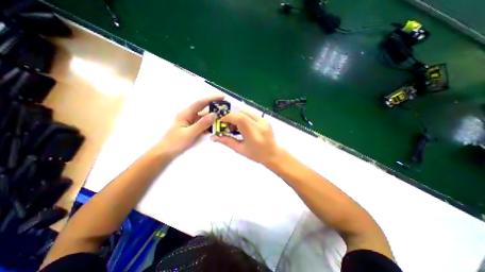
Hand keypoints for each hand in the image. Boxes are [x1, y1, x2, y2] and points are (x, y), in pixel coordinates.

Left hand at [156, 96, 223, 158]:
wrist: (165, 153)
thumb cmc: (174, 143)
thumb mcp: (189, 133)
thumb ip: (202, 124)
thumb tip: (215, 114)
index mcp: (186, 113)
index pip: (200, 103)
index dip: (212, 99)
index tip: (222, 97)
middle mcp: (189, 115)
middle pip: (203, 109)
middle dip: (214, 107)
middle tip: (226, 109)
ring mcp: (191, 122)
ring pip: (204, 117)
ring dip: (213, 117)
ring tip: (223, 119)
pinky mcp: (193, 128)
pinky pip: (203, 124)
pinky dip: (210, 125)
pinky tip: (216, 127)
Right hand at [210, 109, 282, 164]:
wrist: (273, 154)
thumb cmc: (256, 154)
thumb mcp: (240, 149)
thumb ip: (226, 141)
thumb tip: (213, 137)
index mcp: (253, 133)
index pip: (239, 118)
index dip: (228, 117)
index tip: (222, 123)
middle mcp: (259, 124)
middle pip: (241, 112)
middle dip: (231, 117)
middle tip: (228, 127)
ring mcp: (263, 120)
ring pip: (246, 112)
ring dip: (237, 117)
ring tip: (236, 128)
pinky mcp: (265, 119)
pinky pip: (251, 114)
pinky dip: (244, 118)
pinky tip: (244, 127)